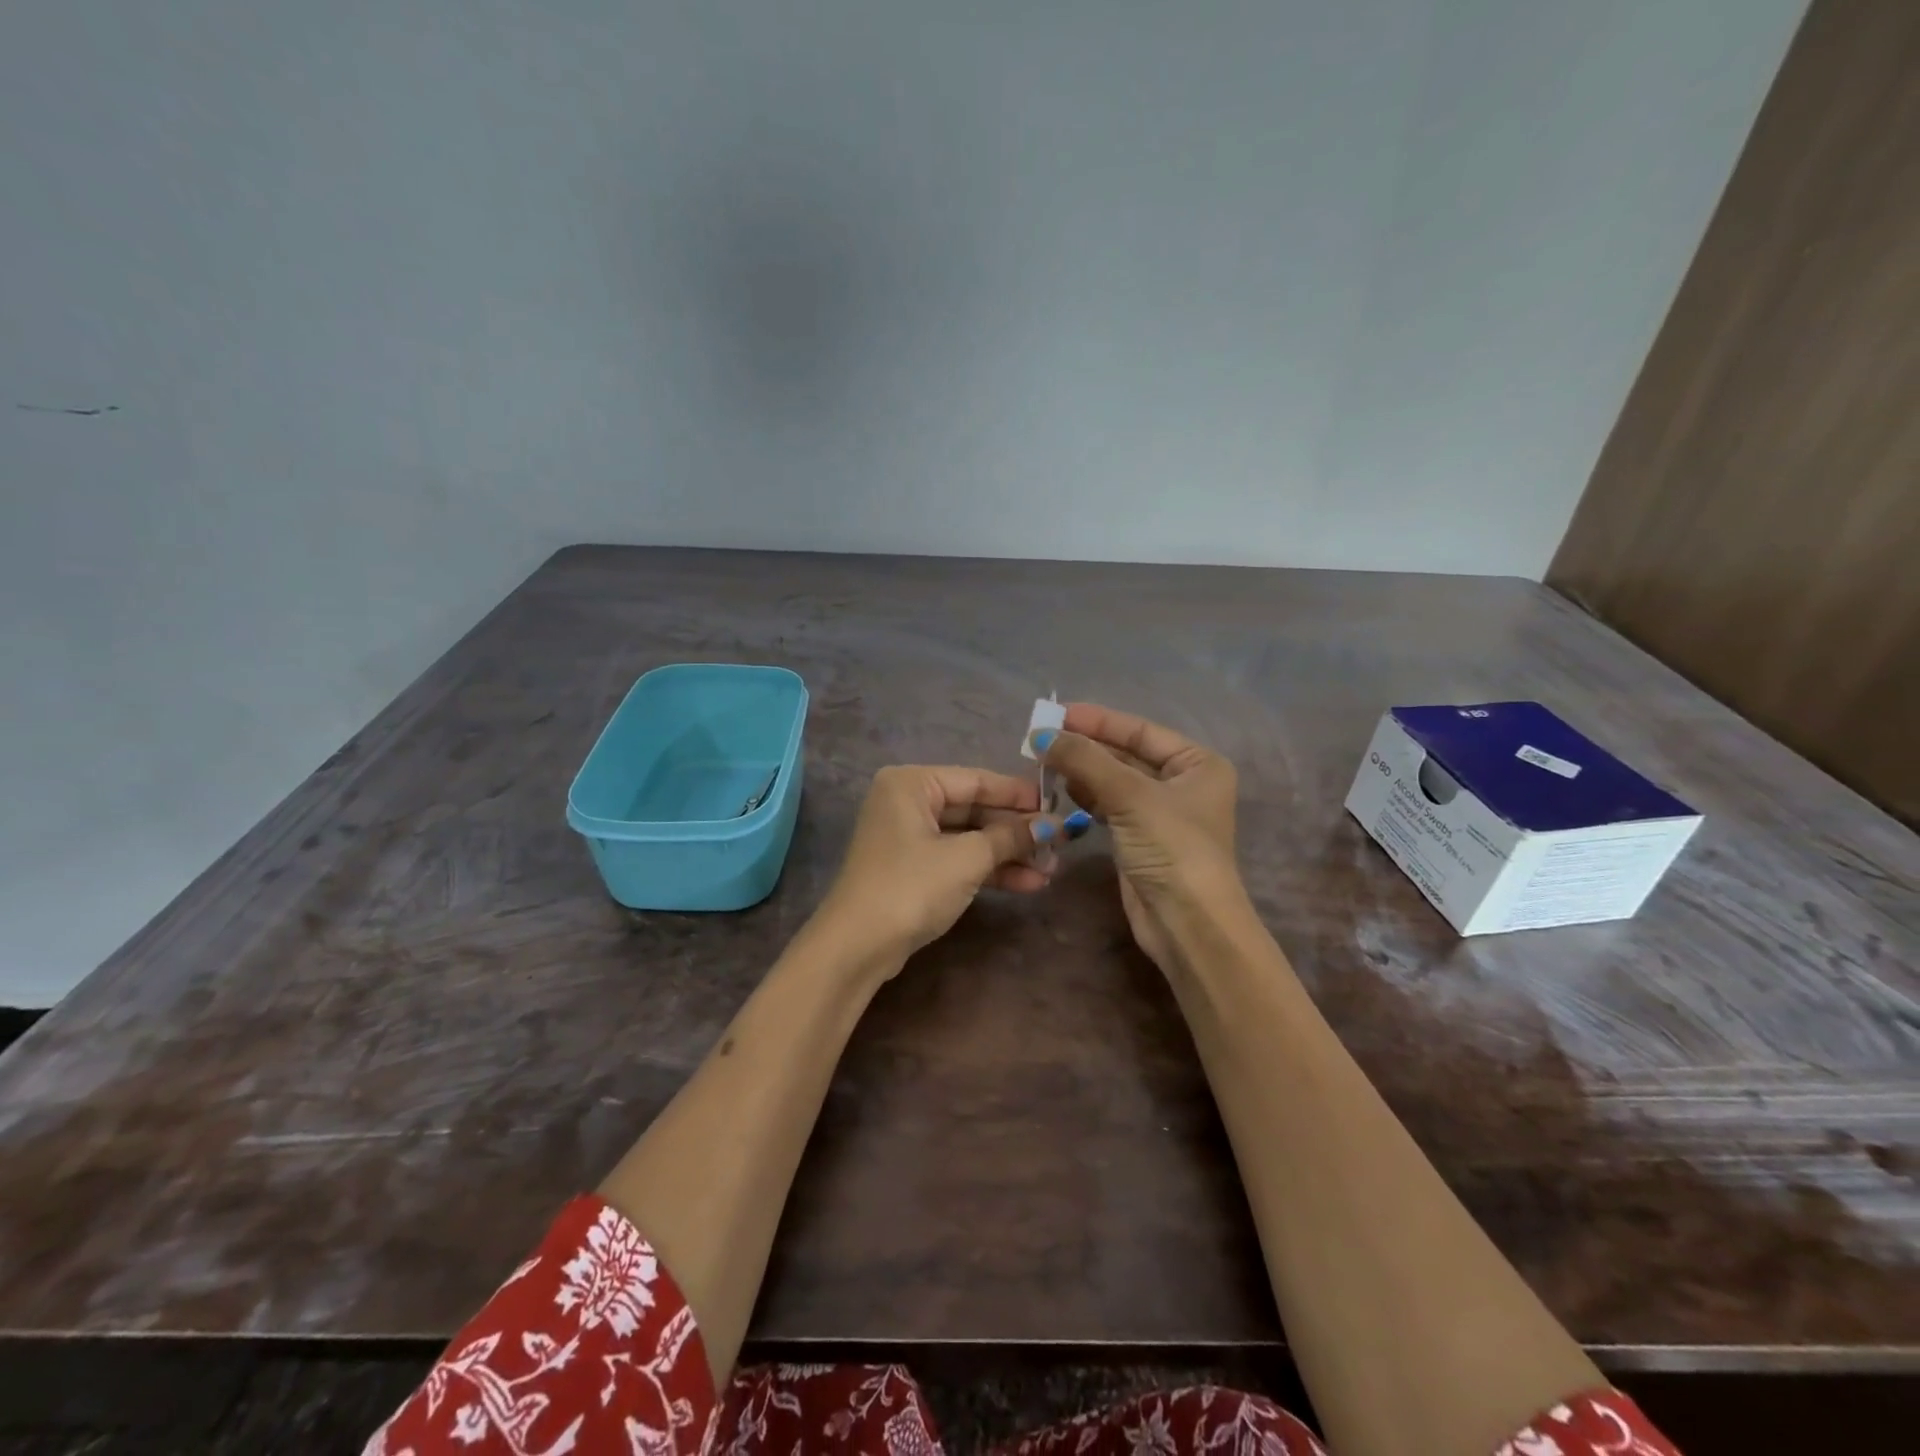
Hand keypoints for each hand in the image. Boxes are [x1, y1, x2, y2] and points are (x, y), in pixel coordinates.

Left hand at [817, 765, 1056, 966]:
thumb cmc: (911, 887)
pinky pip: (959, 859)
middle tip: (1060, 844)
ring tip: (1051, 870)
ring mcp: (909, 837)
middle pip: (975, 809)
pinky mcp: (913, 869)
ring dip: (1009, 854)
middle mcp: (907, 802)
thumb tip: (1054, 825)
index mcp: (912, 783)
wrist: (857, 947)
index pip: (976, 780)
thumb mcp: (967, 859)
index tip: (1059, 805)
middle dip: (1017, 831)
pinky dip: (989, 870)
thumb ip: (1011, 837)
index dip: (1019, 794)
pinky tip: (1027, 883)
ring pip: (969, 838)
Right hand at [1033, 704, 1241, 971]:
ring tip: (1044, 762)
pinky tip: (1062, 789)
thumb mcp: (1130, 796)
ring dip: (1082, 771)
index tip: (1057, 713)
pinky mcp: (1140, 839)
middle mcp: (1182, 783)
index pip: (1140, 731)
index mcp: (1197, 763)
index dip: (1098, 721)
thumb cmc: (1172, 849)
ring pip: (1114, 781)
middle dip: (1086, 747)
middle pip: (1126, 754)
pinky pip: (1109, 806)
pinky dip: (1086, 796)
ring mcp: (1160, 813)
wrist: (1188, 924)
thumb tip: (1041, 734)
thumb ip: (1085, 761)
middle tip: (1042, 739)